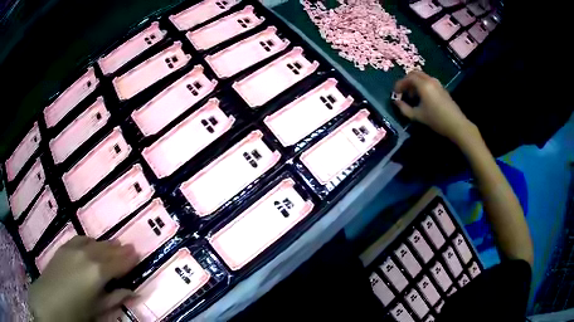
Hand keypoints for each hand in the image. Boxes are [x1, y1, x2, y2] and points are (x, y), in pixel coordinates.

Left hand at [29, 236, 137, 321]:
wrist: (50, 300)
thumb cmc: (78, 310)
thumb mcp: (99, 309)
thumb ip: (115, 298)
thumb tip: (133, 292)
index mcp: (98, 272)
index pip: (118, 263)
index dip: (129, 259)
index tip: (138, 253)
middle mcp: (87, 255)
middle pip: (106, 250)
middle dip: (119, 249)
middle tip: (130, 247)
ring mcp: (74, 249)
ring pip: (94, 243)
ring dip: (105, 244)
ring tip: (114, 244)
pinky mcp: (64, 247)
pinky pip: (80, 239)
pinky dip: (90, 241)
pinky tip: (92, 243)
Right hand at [393, 70, 476, 143]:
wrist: (456, 124)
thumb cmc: (436, 120)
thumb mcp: (418, 116)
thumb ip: (404, 108)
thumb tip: (396, 102)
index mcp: (423, 85)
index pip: (408, 78)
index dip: (399, 84)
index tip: (395, 93)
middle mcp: (430, 80)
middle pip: (415, 74)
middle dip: (407, 81)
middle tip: (403, 92)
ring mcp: (437, 84)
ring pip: (422, 77)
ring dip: (415, 83)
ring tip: (413, 96)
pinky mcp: (442, 89)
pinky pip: (429, 81)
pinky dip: (422, 85)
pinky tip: (423, 98)